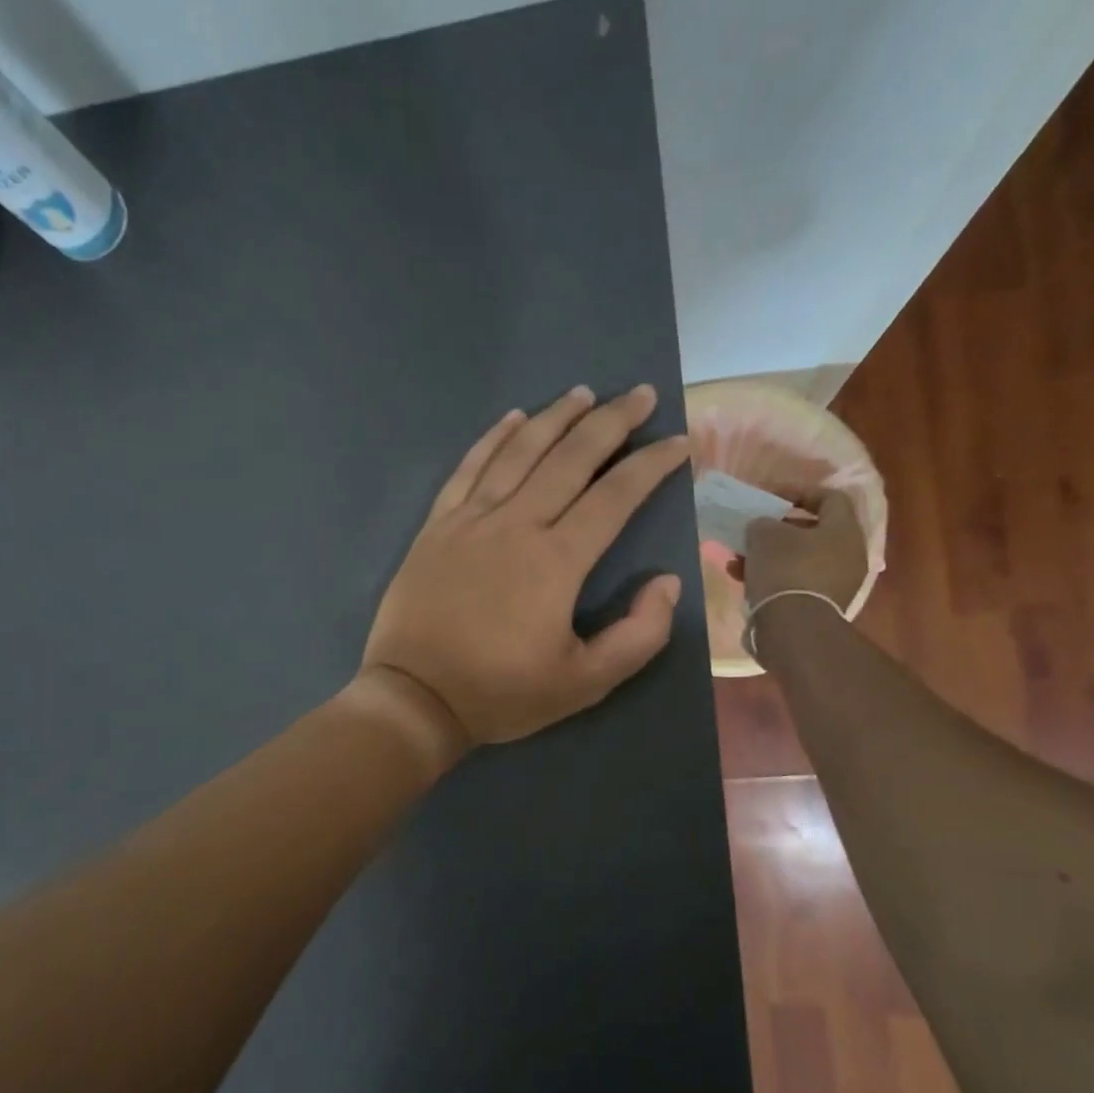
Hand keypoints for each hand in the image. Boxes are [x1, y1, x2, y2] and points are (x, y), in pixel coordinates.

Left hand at [361, 383, 689, 748]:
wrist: (415, 698)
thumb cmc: (501, 694)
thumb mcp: (584, 684)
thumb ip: (638, 635)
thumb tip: (667, 582)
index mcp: (556, 560)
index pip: (615, 496)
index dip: (652, 465)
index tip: (679, 442)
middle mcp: (515, 524)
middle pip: (570, 458)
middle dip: (611, 422)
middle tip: (639, 394)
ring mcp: (470, 520)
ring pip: (519, 452)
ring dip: (555, 418)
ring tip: (583, 393)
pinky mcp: (436, 526)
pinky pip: (468, 468)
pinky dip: (492, 439)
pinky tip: (512, 419)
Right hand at [740, 492, 868, 611]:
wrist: (793, 628)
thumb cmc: (785, 569)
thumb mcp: (765, 535)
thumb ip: (763, 522)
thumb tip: (763, 527)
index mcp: (844, 530)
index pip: (829, 497)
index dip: (798, 492)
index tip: (769, 497)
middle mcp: (848, 555)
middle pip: (811, 531)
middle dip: (777, 529)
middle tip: (753, 529)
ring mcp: (835, 583)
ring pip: (798, 558)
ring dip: (768, 555)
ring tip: (738, 558)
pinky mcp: (819, 606)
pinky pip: (793, 581)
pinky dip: (770, 576)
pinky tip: (741, 579)